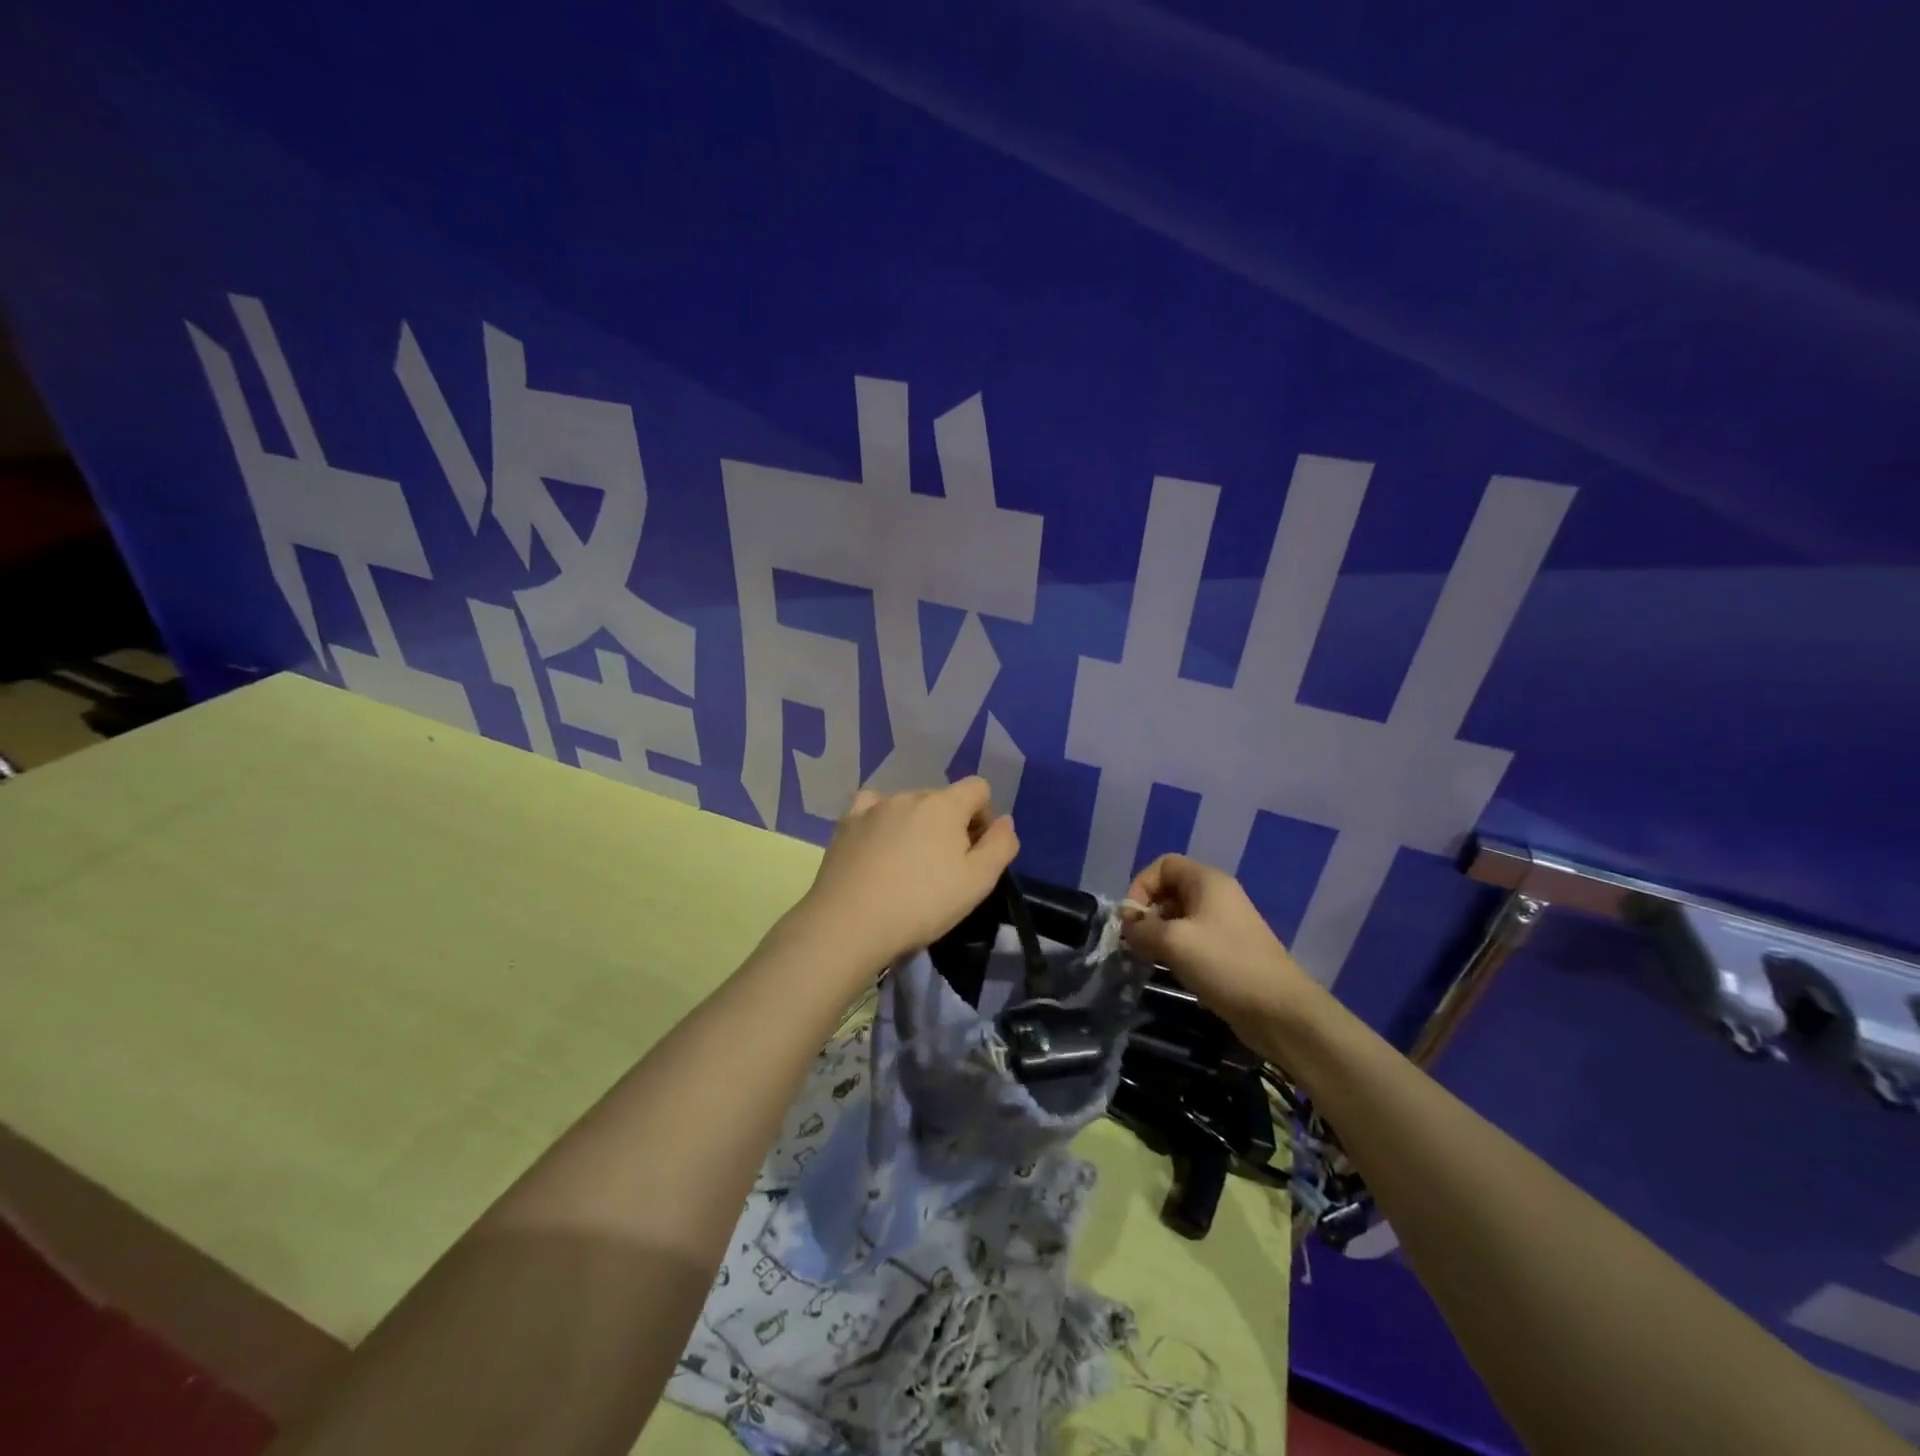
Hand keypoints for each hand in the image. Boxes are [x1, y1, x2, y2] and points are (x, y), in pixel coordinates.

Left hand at [796, 778, 1018, 968]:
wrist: (850, 922)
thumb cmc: (922, 904)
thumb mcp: (978, 882)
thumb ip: (1000, 846)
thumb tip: (1005, 821)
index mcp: (945, 804)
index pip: (978, 788)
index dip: (985, 816)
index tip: (976, 851)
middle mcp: (909, 795)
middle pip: (942, 799)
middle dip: (950, 825)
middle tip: (943, 868)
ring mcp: (874, 807)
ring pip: (907, 806)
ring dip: (916, 825)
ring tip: (907, 864)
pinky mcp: (846, 823)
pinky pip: (871, 809)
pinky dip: (880, 821)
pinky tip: (877, 844)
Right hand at [1122, 854, 1319, 1031]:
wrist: (1280, 1011)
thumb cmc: (1225, 964)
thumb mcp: (1174, 942)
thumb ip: (1142, 930)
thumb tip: (1128, 929)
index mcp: (1207, 881)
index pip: (1163, 865)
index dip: (1141, 886)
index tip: (1132, 919)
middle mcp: (1217, 896)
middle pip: (1170, 890)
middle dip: (1147, 912)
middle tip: (1135, 941)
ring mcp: (1224, 924)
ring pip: (1179, 917)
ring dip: (1159, 934)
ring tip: (1148, 958)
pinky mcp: (1228, 951)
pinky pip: (1192, 939)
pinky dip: (1175, 949)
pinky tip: (1170, 970)